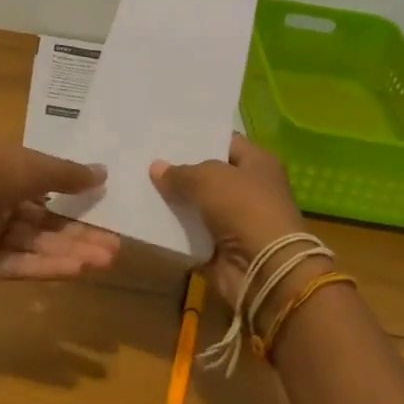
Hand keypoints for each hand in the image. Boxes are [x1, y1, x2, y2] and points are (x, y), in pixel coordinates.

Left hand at [0, 137, 119, 280]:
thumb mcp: (32, 165)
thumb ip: (67, 174)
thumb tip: (103, 172)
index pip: (42, 182)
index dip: (73, 194)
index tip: (104, 205)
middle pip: (43, 218)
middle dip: (79, 231)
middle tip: (115, 244)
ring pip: (34, 243)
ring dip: (70, 250)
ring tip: (108, 259)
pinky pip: (17, 263)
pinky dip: (46, 266)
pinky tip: (79, 270)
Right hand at [150, 135, 313, 309]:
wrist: (264, 270)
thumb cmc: (244, 208)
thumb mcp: (208, 179)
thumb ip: (180, 173)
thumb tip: (156, 168)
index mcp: (257, 163)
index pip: (224, 141)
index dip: (197, 137)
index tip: (166, 134)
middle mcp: (249, 188)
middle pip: (208, 173)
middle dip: (180, 168)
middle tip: (146, 157)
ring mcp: (235, 219)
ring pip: (197, 203)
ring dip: (174, 200)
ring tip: (138, 183)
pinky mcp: (221, 247)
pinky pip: (191, 233)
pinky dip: (174, 229)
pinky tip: (146, 215)